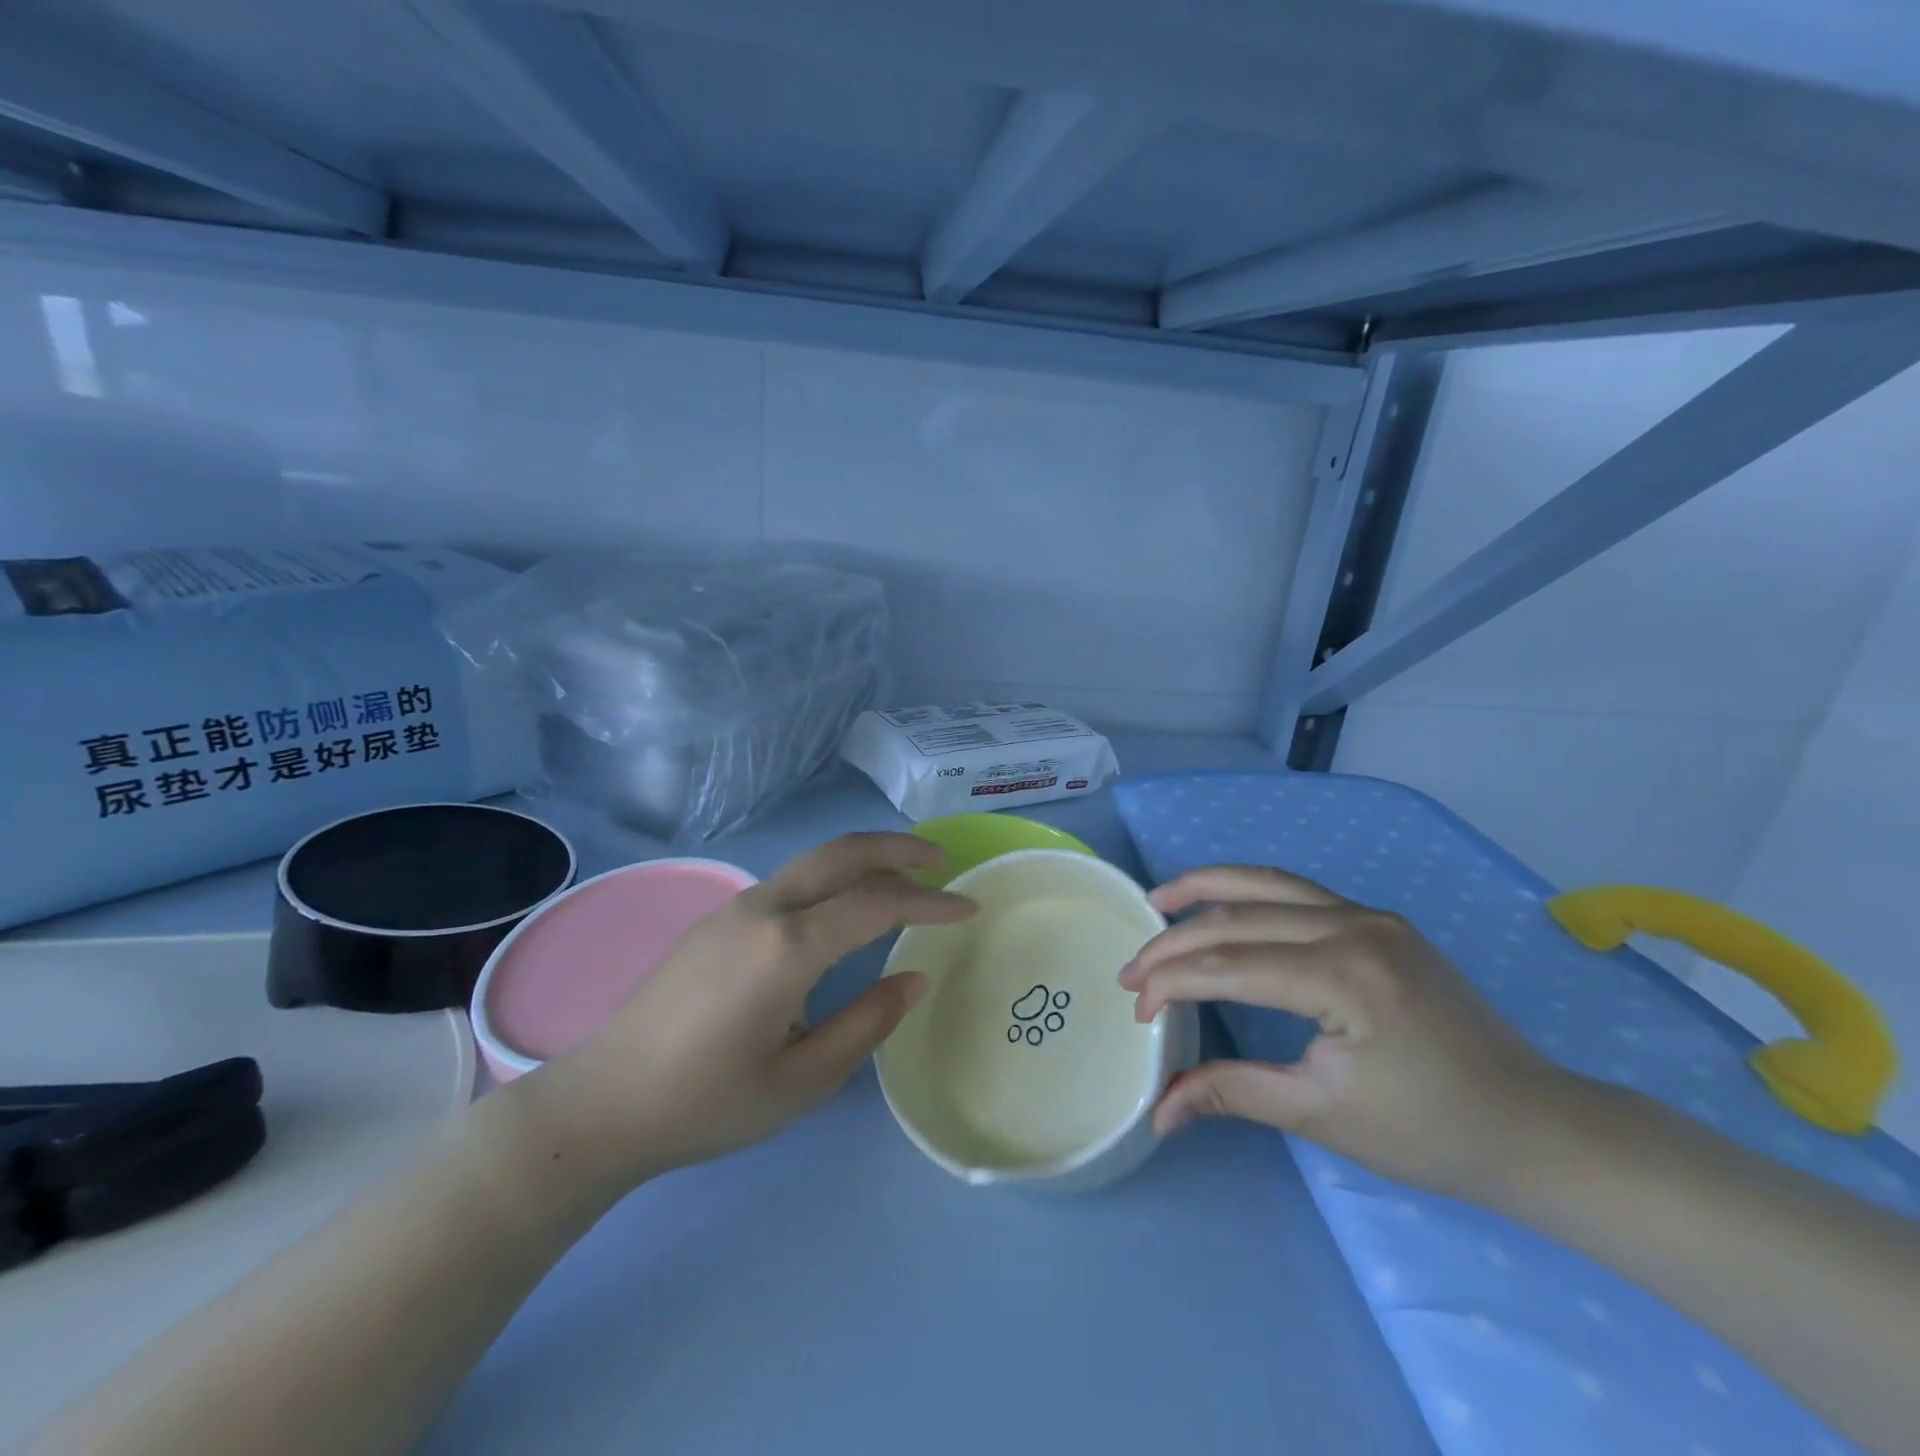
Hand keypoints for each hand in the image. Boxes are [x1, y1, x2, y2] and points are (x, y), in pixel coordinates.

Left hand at [503, 833, 973, 1200]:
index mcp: (787, 947)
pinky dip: (835, 875)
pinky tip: (847, 905)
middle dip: (899, 847)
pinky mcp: (720, 917)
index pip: (877, 903)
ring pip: (816, 860)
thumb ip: (867, 1024)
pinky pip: (793, 879)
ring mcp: (736, 906)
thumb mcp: (801, 1081)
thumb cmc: (706, 1101)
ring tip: (906, 877)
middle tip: (942, 860)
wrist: (603, 1102)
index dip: (929, 902)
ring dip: (866, 858)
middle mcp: (764, 908)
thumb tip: (915, 977)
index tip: (968, 908)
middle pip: (843, 852)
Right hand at [1119, 865, 1569, 1200]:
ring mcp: (1369, 914)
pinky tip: (1222, 902)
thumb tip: (1158, 1110)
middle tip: (1130, 972)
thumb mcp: (1320, 1114)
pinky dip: (1248, 891)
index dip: (1172, 983)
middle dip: (1174, 943)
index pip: (1230, 964)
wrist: (1533, 1124)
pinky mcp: (1377, 919)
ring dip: (1205, 889)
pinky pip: (1297, 892)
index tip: (1138, 1011)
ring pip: (1266, 884)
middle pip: (1237, 918)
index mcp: (1344, 975)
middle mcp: (1354, 925)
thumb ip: (1231, 1092)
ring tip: (1158, 900)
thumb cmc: (1429, 1131)